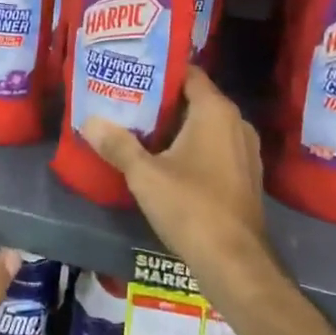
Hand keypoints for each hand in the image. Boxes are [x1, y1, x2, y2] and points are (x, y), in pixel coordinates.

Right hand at [80, 68, 280, 303]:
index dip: (161, 70)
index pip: (188, 73)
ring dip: (178, 126)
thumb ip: (117, 145)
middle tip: (128, 100)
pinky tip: (167, 160)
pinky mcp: (246, 176)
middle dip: (163, 100)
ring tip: (142, 129)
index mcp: (216, 111)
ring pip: (206, 126)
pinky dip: (194, 147)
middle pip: (196, 99)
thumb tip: (89, 121)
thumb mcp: (145, 175)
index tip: (132, 72)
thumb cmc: (191, 207)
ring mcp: (245, 151)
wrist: (236, 264)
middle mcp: (236, 122)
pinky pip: (216, 147)